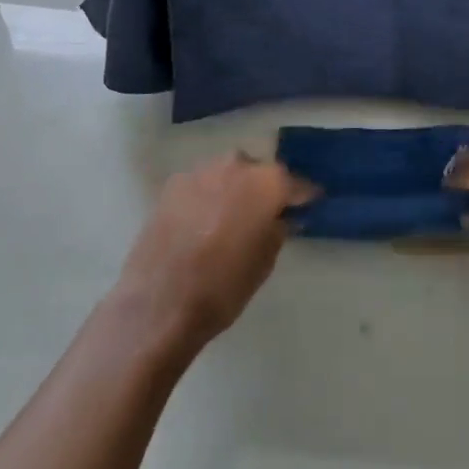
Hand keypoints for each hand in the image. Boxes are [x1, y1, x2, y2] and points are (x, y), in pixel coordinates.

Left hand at [115, 155, 316, 349]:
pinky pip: (202, 184)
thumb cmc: (224, 286)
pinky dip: (208, 196)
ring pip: (228, 174)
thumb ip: (278, 228)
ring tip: (231, 218)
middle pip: (259, 172)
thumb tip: (281, 217)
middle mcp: (237, 165)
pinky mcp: (173, 184)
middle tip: (265, 214)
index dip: (303, 197)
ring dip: (234, 190)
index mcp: (268, 182)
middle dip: (264, 189)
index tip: (308, 206)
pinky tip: (203, 221)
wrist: (160, 303)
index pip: (296, 184)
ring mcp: (201, 171)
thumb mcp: (266, 261)